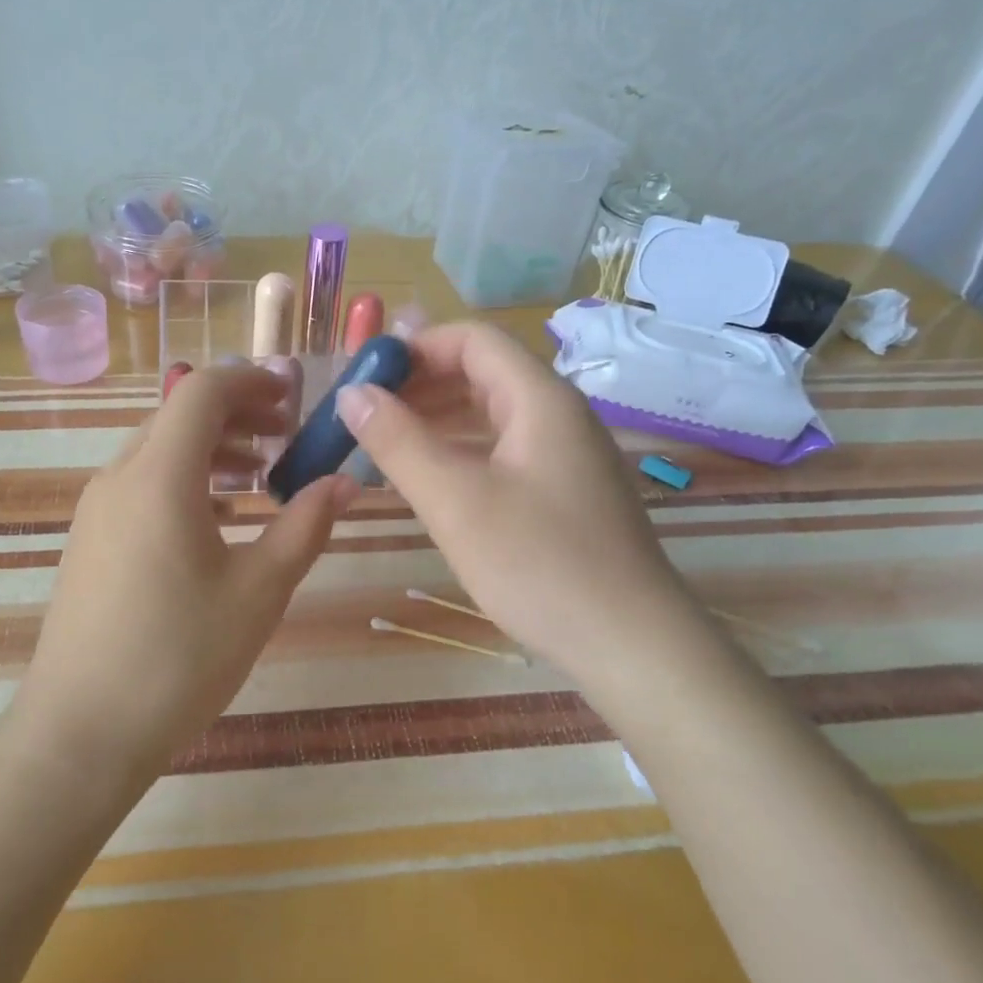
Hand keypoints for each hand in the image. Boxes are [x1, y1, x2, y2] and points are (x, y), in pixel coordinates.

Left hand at [13, 364, 355, 790]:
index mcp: (159, 476)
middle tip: (288, 437)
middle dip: (237, 413)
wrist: (81, 731)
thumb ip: (305, 526)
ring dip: (211, 448)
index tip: (295, 397)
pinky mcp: (89, 540)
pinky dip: (184, 479)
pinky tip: (216, 519)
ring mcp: (96, 509)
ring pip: (158, 449)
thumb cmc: (179, 658)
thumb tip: (346, 482)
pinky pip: (141, 484)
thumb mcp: (258, 592)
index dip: (252, 381)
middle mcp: (119, 477)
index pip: (203, 391)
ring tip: (259, 476)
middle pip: (178, 415)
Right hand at [334, 322, 698, 686]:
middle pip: (482, 372)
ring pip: (492, 414)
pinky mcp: (566, 491)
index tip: (365, 377)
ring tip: (385, 445)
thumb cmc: (538, 564)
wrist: (631, 644)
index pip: (472, 339)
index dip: (415, 347)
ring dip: (437, 419)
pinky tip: (430, 479)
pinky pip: (504, 449)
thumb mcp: (455, 500)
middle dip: (420, 384)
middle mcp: (558, 414)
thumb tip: (351, 393)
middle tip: (366, 414)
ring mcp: (566, 454)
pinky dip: (461, 451)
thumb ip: (398, 442)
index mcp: (540, 399)